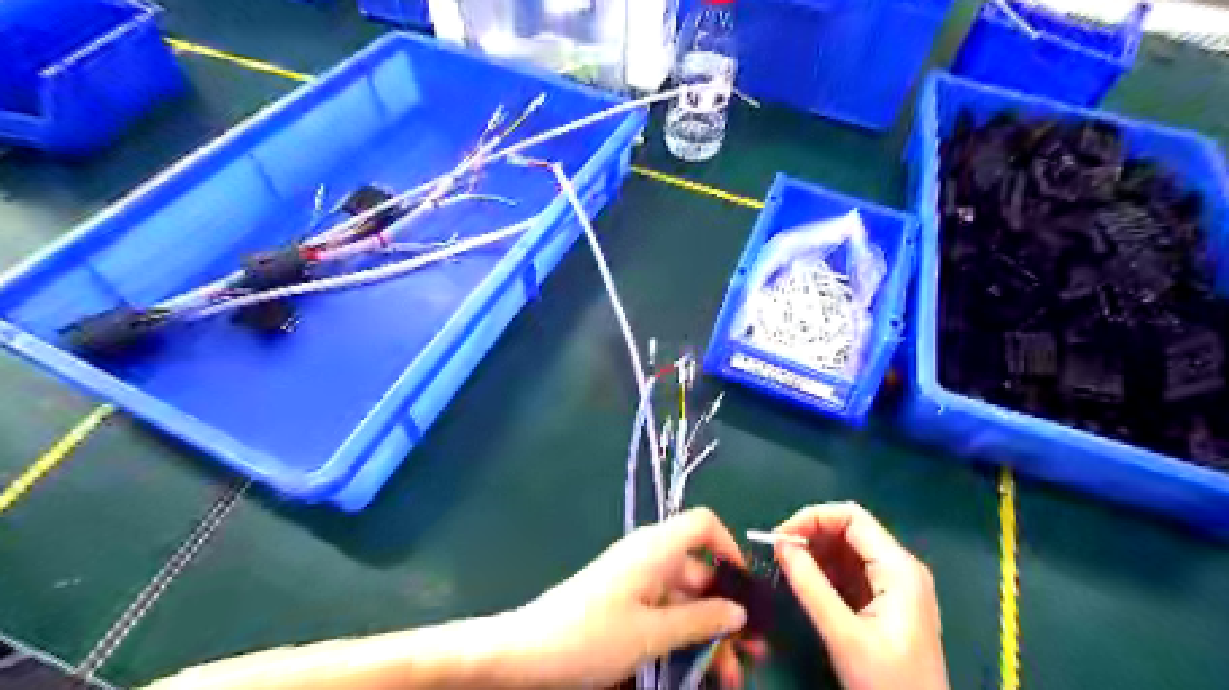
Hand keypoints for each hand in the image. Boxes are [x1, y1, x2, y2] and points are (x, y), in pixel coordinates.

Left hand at [511, 507, 758, 688]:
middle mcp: (649, 557)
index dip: (729, 548)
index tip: (745, 589)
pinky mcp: (625, 602)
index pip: (703, 525)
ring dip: (708, 632)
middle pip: (699, 571)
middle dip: (726, 610)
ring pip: (684, 598)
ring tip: (729, 676)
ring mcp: (636, 581)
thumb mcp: (652, 633)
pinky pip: (664, 611)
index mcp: (656, 549)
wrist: (527, 652)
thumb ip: (699, 621)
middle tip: (751, 653)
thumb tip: (737, 611)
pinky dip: (683, 635)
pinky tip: (697, 669)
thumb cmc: (592, 635)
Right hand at [777, 501, 947, 689]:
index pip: (851, 517)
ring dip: (815, 552)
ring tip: (786, 567)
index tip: (779, 537)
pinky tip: (805, 582)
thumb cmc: (887, 685)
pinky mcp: (886, 601)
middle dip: (811, 534)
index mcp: (898, 567)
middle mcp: (900, 566)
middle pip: (849, 529)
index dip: (812, 518)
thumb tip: (780, 544)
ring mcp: (895, 584)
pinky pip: (851, 571)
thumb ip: (811, 585)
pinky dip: (825, 571)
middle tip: (777, 553)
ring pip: (847, 550)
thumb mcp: (844, 635)